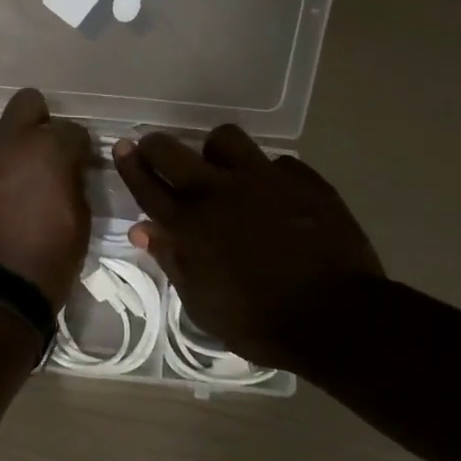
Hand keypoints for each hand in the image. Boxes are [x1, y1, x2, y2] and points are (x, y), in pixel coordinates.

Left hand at [0, 89, 92, 310]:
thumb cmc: (47, 262)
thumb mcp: (80, 222)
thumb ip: (74, 184)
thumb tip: (68, 172)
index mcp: (47, 150)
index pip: (72, 130)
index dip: (79, 149)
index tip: (80, 166)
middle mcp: (7, 144)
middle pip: (26, 104)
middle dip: (39, 122)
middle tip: (43, 155)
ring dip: (6, 159)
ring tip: (9, 194)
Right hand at [113, 126, 384, 370]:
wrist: (337, 317)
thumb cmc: (260, 322)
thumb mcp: (202, 304)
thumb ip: (172, 260)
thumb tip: (142, 229)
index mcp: (190, 226)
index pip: (148, 185)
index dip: (131, 164)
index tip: (123, 147)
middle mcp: (220, 192)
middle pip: (173, 151)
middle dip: (156, 146)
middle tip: (155, 150)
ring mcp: (264, 180)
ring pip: (226, 139)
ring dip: (215, 151)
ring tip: (222, 169)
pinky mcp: (304, 180)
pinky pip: (276, 162)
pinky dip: (267, 175)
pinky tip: (274, 195)